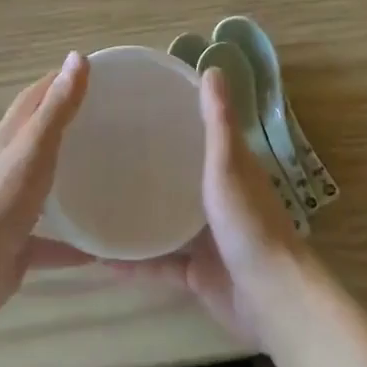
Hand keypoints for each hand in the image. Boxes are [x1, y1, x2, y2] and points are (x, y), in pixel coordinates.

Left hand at [0, 53, 89, 320]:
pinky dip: (71, 241)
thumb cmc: (2, 200)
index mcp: (7, 139)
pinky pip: (49, 240)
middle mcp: (6, 167)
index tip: (91, 74)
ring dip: (68, 182)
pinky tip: (99, 249)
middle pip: (38, 139)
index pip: (33, 99)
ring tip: (105, 178)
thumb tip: (76, 57)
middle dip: (67, 127)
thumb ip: (57, 107)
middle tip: (107, 123)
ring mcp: (10, 206)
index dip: (58, 82)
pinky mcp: (16, 244)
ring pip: (43, 188)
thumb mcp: (35, 147)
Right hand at [118, 67, 311, 347]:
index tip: (138, 107)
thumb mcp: (229, 164)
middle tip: (105, 153)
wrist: (269, 298)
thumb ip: (218, 122)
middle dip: (150, 167)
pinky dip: (134, 262)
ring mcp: (208, 239)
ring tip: (96, 201)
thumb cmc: (249, 224)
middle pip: (181, 177)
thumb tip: (212, 68)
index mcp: (231, 170)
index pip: (201, 136)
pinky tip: (101, 258)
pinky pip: (159, 264)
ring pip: (167, 221)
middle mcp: (220, 200)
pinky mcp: (197, 274)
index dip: (175, 120)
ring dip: (139, 214)